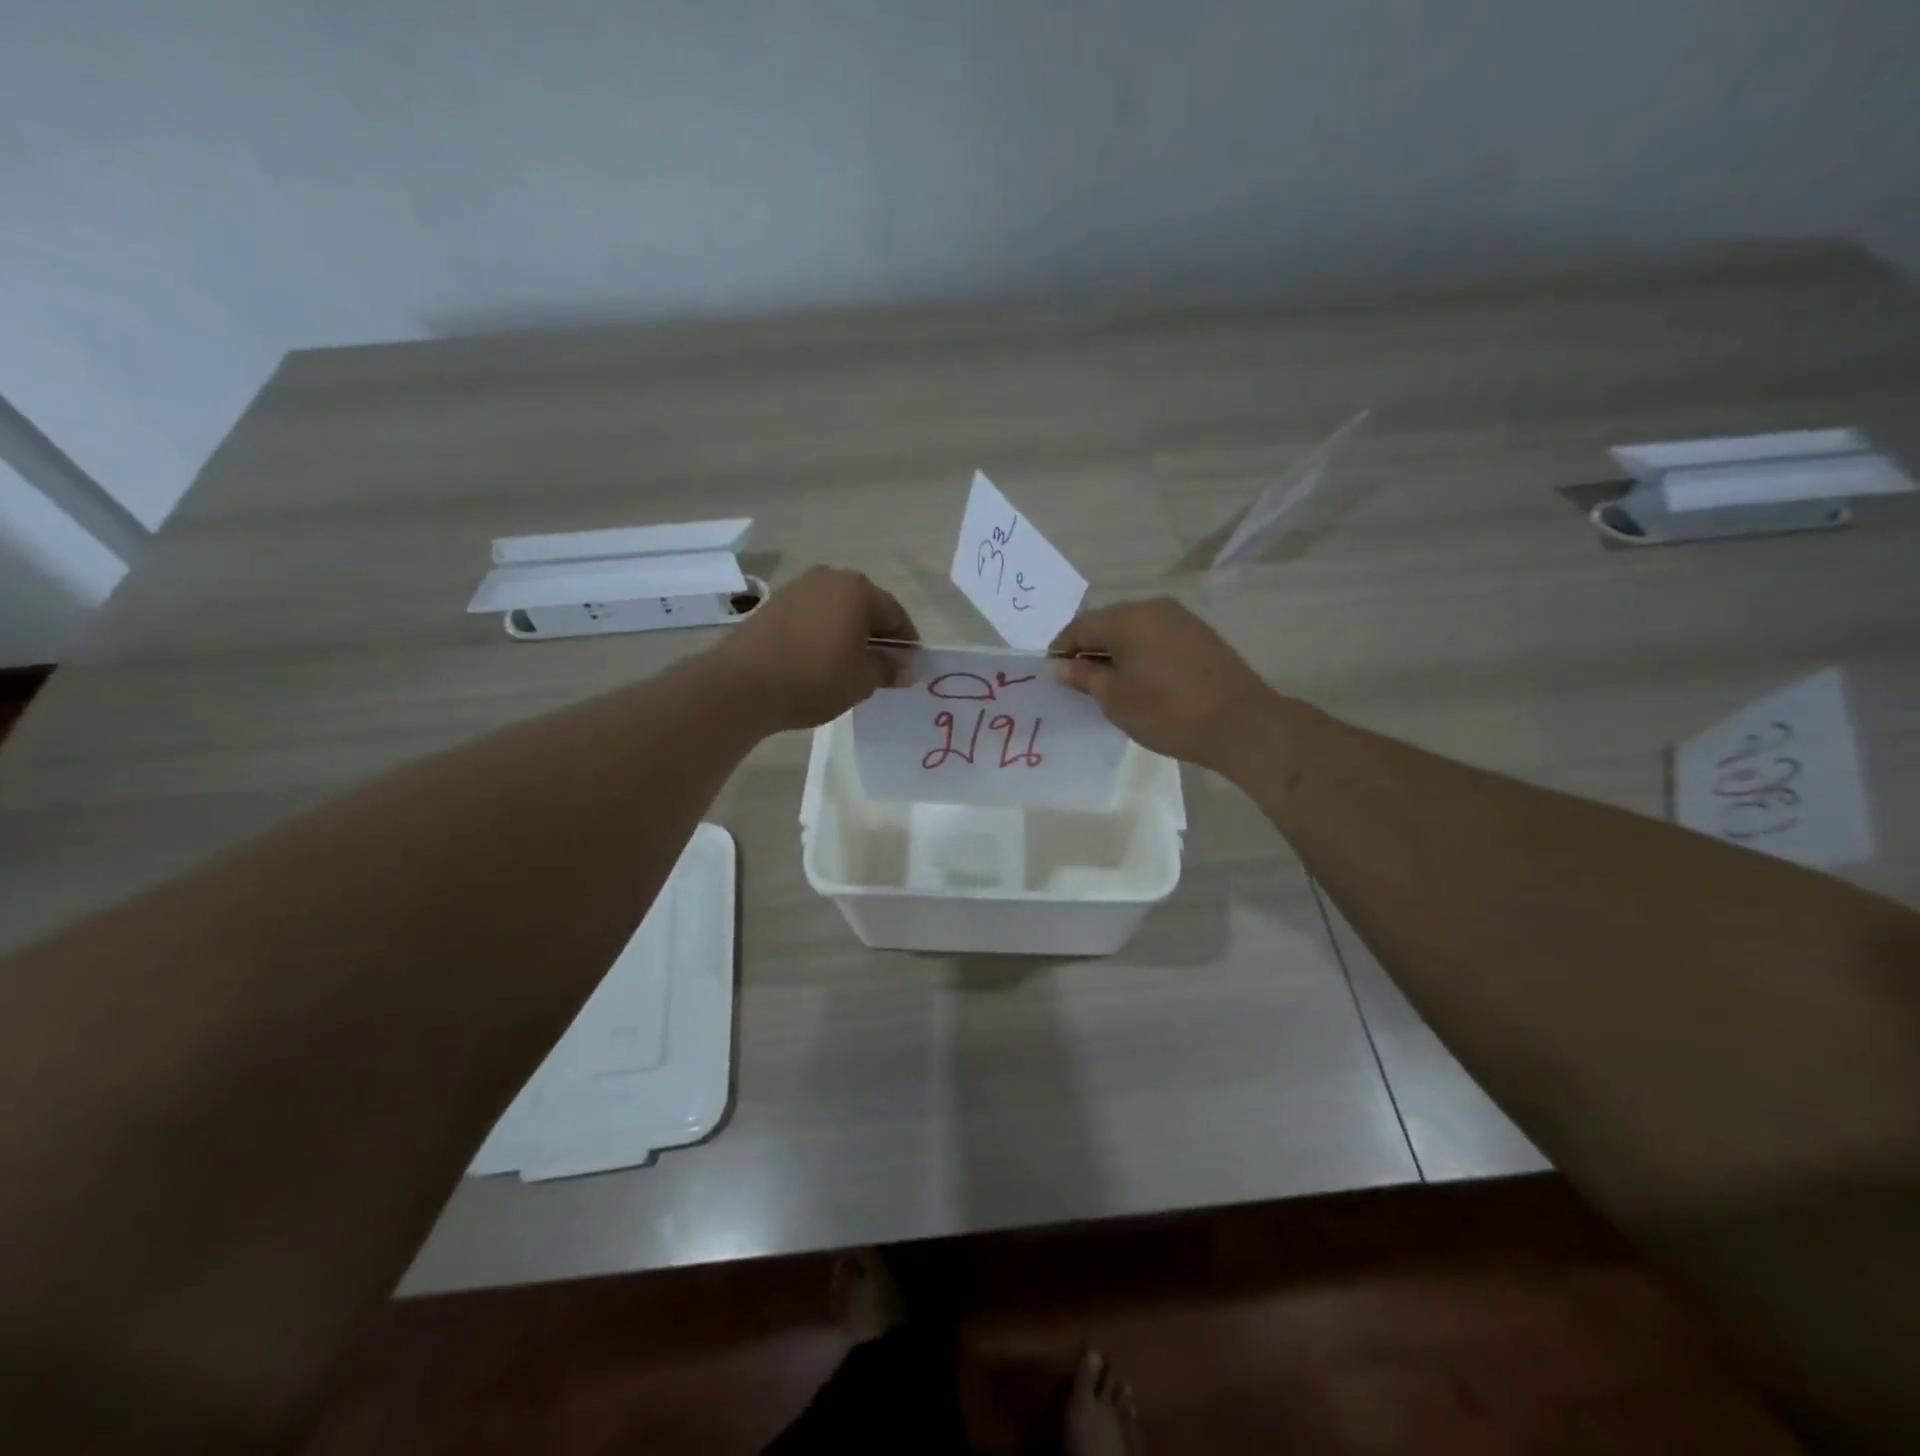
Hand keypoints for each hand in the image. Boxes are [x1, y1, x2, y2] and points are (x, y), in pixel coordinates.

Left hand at [712, 567, 917, 732]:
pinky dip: (823, 635)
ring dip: (849, 634)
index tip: (910, 666)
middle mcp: (828, 579)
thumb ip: (888, 669)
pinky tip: (821, 662)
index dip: (907, 642)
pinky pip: (812, 618)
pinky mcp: (773, 606)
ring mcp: (797, 589)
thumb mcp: (862, 679)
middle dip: (877, 636)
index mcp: (857, 590)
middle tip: (883, 667)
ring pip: (836, 611)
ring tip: (851, 667)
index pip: (895, 613)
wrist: (743, 685)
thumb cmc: (815, 677)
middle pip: (865, 607)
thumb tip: (907, 668)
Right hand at [1050, 598, 1275, 770]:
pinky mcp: (1200, 635)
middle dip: (1089, 649)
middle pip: (1107, 623)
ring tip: (1110, 684)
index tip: (1053, 674)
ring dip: (1116, 651)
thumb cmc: (1167, 711)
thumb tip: (1059, 667)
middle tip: (1079, 682)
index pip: (1080, 626)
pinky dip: (1141, 653)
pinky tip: (1141, 680)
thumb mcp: (1115, 699)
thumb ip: (1084, 678)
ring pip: (1134, 630)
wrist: (1240, 723)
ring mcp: (1181, 619)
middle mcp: (1153, 608)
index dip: (1061, 649)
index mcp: (1127, 618)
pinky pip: (1157, 637)